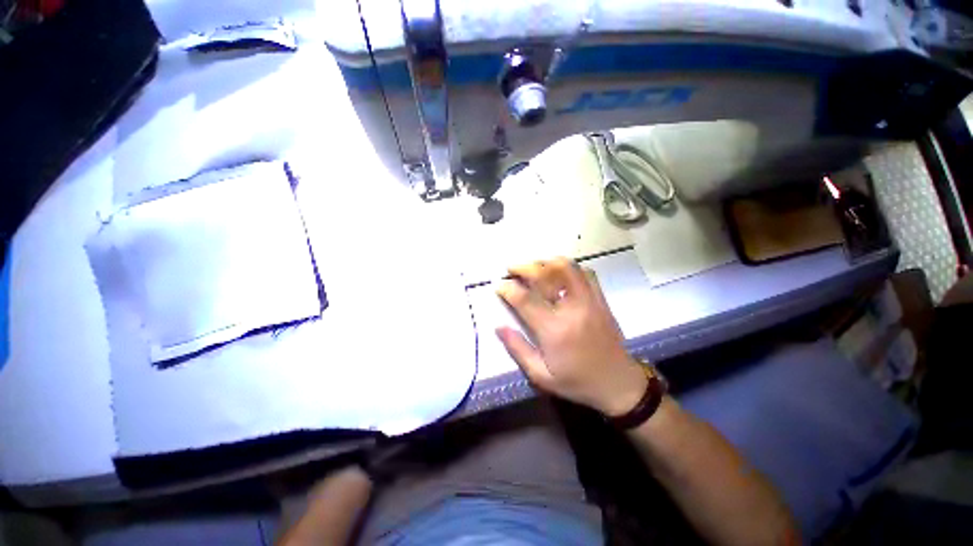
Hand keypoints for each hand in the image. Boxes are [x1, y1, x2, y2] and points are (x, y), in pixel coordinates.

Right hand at [496, 257, 648, 416]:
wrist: (618, 383)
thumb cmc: (577, 382)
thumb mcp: (541, 376)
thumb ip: (517, 349)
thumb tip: (498, 326)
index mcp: (554, 330)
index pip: (525, 299)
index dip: (508, 288)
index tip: (499, 286)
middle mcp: (571, 309)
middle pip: (545, 275)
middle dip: (523, 267)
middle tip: (511, 268)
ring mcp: (589, 300)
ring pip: (567, 267)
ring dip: (546, 262)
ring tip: (533, 266)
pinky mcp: (600, 299)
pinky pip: (585, 273)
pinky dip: (568, 267)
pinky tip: (558, 272)